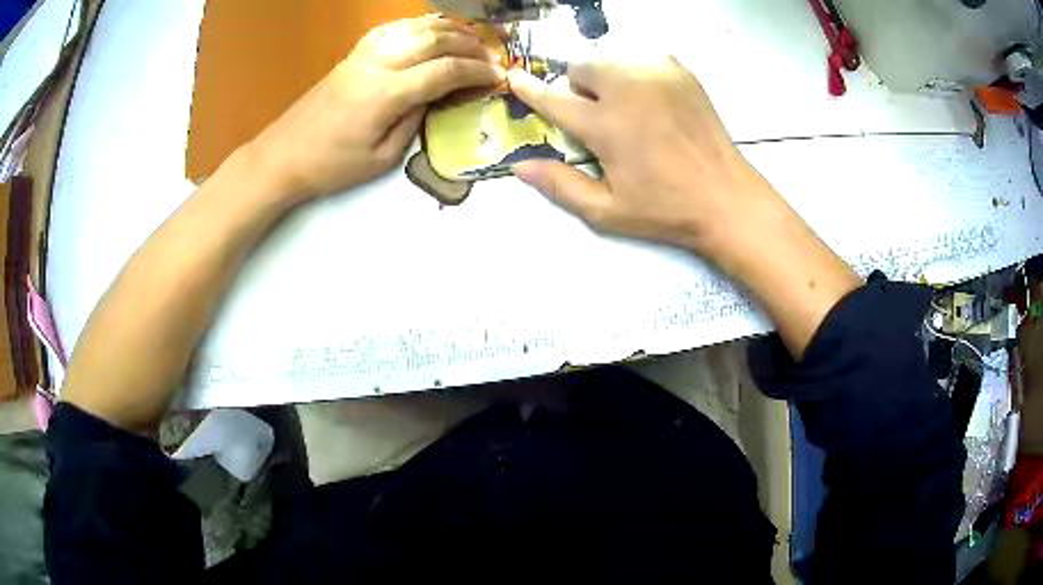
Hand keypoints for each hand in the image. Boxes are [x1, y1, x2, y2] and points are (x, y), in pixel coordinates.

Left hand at [251, 15, 505, 201]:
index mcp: (386, 94)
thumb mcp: (381, 158)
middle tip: (491, 58)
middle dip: (470, 46)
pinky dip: (418, 25)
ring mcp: (364, 55)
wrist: (283, 155)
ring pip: (416, 28)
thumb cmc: (331, 166)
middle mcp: (378, 64)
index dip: (477, 72)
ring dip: (449, 30)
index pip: (445, 71)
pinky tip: (431, 31)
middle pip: (435, 40)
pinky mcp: (354, 54)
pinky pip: (392, 29)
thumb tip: (436, 97)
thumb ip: (415, 122)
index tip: (498, 77)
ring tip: (471, 39)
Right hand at [507, 57, 768, 254]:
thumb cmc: (665, 209)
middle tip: (599, 117)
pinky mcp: (680, 73)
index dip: (529, 89)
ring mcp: (656, 76)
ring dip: (607, 79)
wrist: (725, 197)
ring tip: (629, 109)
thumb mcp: (607, 211)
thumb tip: (519, 167)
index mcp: (605, 125)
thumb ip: (560, 186)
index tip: (514, 77)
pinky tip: (653, 100)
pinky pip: (643, 59)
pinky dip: (637, 74)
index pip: (554, 99)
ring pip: (611, 60)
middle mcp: (626, 90)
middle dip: (580, 88)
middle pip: (582, 68)